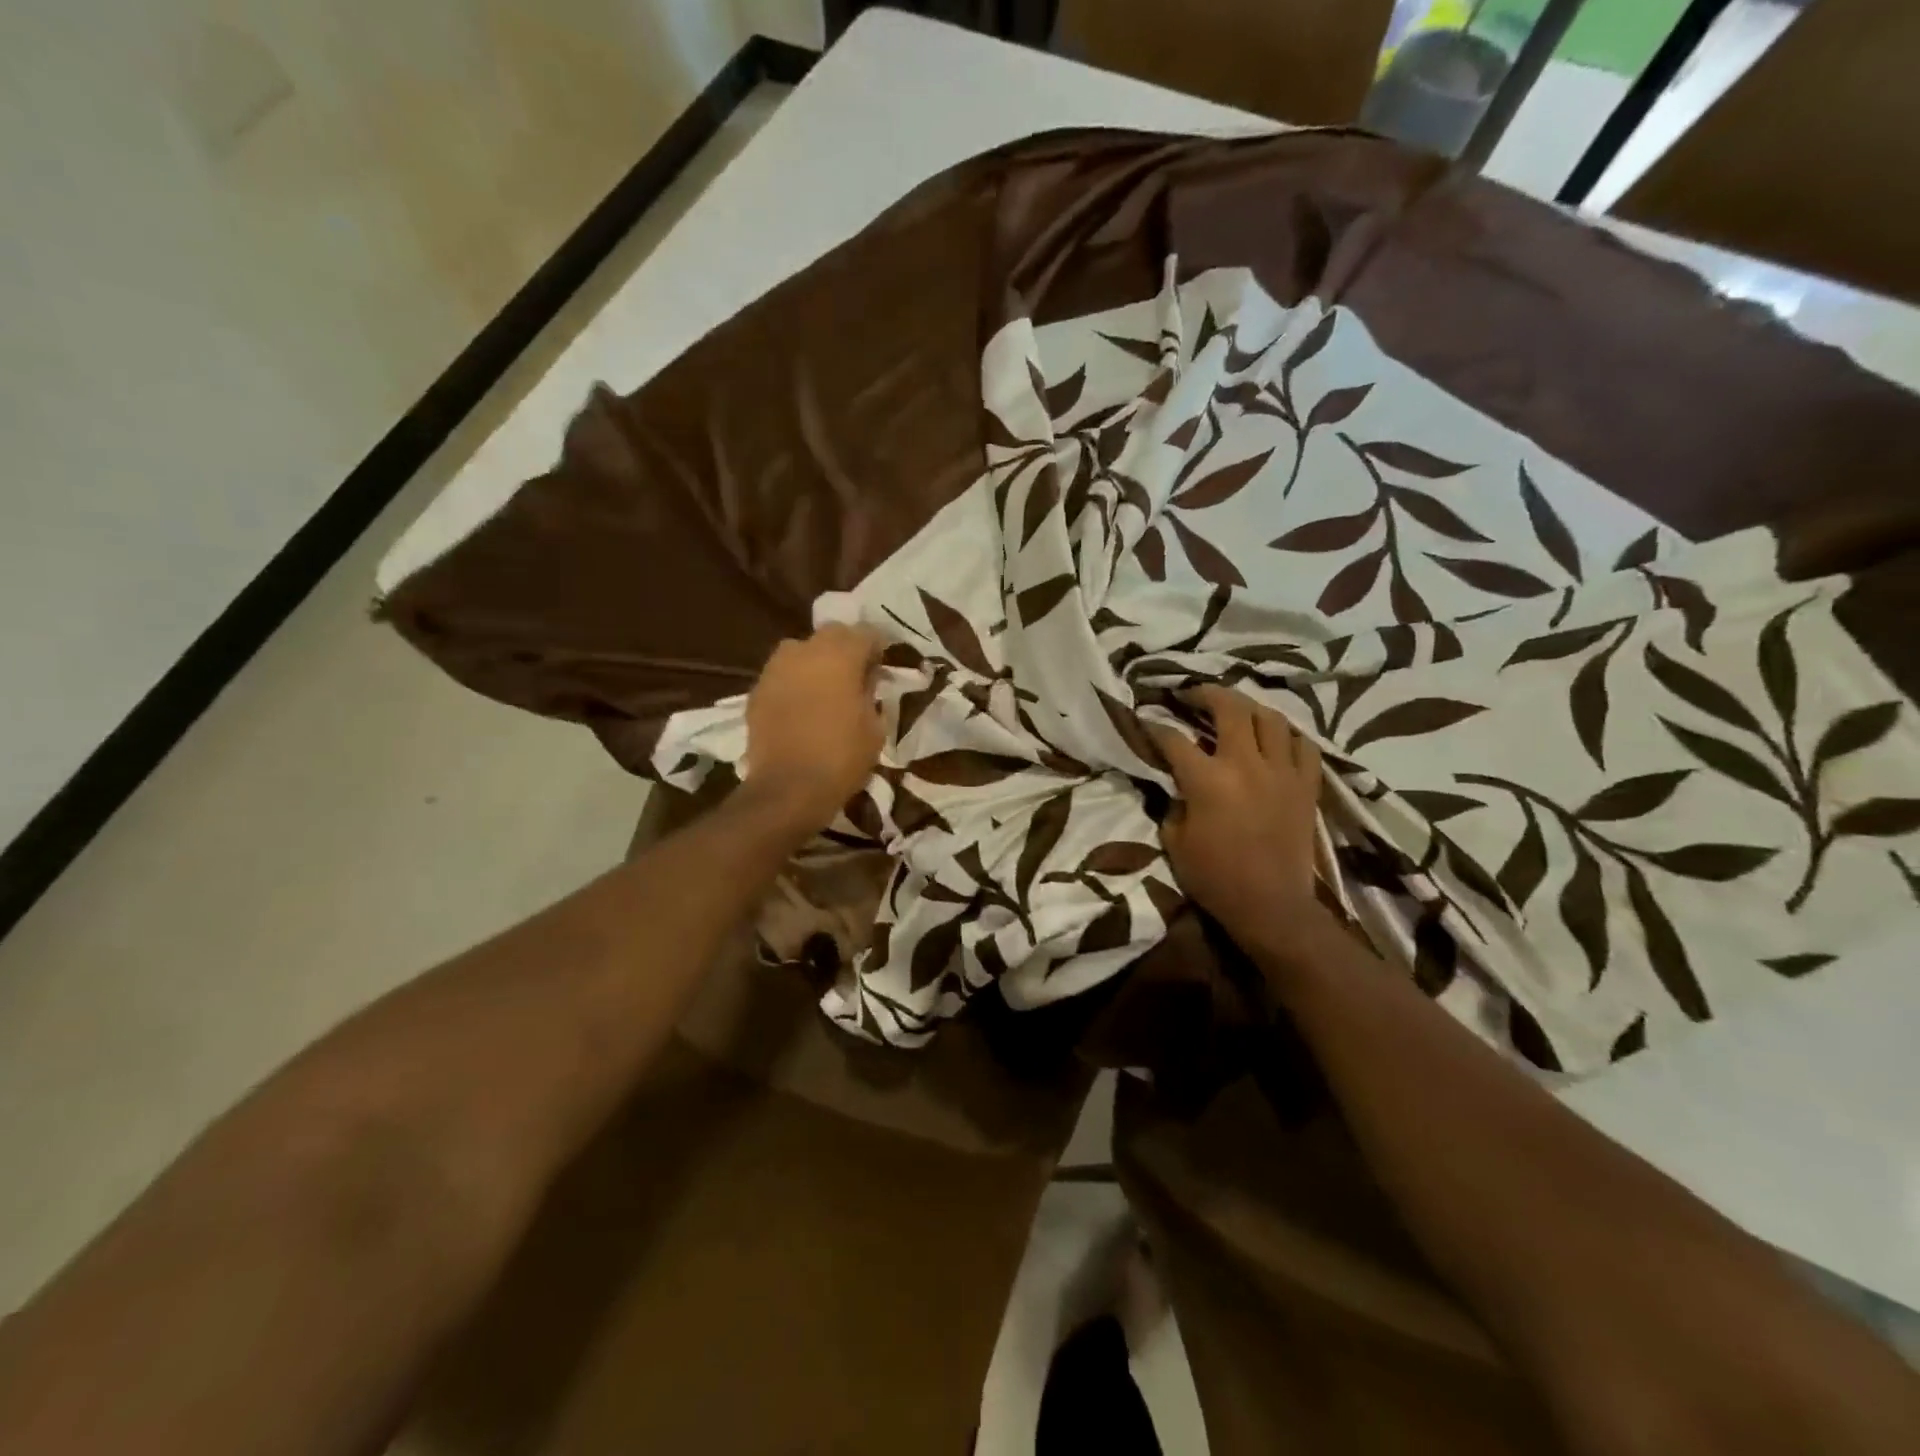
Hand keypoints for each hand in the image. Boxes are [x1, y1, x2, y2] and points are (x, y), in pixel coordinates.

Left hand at [743, 624, 884, 829]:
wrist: (787, 789)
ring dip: (817, 661)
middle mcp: (804, 651)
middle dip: (846, 647)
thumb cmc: (841, 758)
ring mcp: (775, 669)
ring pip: (801, 651)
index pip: (866, 633)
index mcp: (839, 656)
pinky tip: (803, 704)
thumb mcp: (874, 727)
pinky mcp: (757, 690)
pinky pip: (782, 675)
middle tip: (857, 671)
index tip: (884, 662)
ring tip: (827, 686)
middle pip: (831, 634)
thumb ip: (870, 693)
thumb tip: (866, 678)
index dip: (878, 646)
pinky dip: (795, 682)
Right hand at [1149, 686, 1322, 947]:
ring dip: (1248, 707)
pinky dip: (1288, 734)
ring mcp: (1282, 772)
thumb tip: (1176, 787)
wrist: (1271, 906)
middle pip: (1229, 708)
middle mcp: (1246, 764)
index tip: (1145, 721)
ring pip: (1270, 718)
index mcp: (1207, 780)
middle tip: (1191, 695)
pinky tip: (1276, 737)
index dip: (1154, 727)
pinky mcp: (1306, 786)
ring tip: (1235, 710)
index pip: (1173, 739)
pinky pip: (1304, 745)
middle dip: (1205, 694)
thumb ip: (1173, 804)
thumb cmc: (1215, 878)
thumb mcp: (1175, 842)